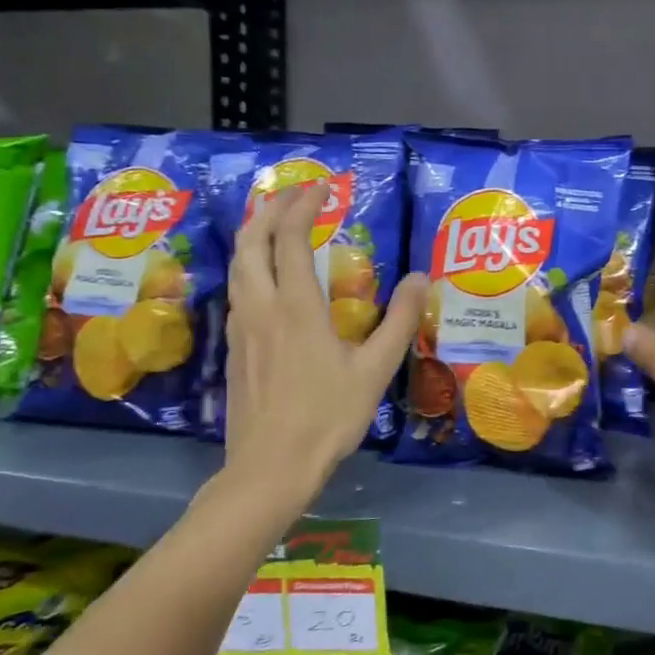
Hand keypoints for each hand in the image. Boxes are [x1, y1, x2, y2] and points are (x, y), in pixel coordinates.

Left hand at [223, 182, 426, 508]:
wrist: (271, 467)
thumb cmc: (328, 417)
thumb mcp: (375, 369)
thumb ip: (399, 320)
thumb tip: (420, 277)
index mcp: (296, 308)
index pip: (290, 239)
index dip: (303, 207)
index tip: (322, 188)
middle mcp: (261, 308)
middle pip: (250, 243)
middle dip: (268, 210)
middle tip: (292, 195)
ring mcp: (241, 329)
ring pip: (237, 266)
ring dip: (253, 235)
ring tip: (274, 224)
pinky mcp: (234, 349)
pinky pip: (237, 290)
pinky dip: (249, 266)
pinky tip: (266, 279)